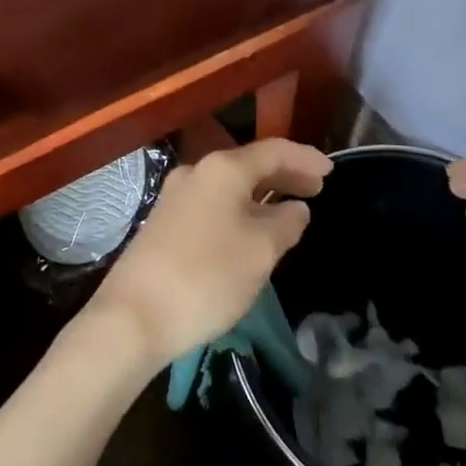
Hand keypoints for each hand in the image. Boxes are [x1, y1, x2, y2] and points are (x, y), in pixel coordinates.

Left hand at [88, 139, 331, 372]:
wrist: (134, 315)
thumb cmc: (207, 275)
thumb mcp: (260, 251)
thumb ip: (285, 224)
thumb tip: (295, 209)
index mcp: (222, 169)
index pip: (273, 151)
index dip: (305, 158)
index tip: (332, 170)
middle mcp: (197, 172)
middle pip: (249, 165)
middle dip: (284, 175)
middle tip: (316, 189)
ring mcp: (176, 196)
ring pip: (230, 187)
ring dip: (262, 195)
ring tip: (290, 211)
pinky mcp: (164, 223)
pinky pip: (213, 204)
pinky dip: (240, 209)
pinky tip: (251, 230)